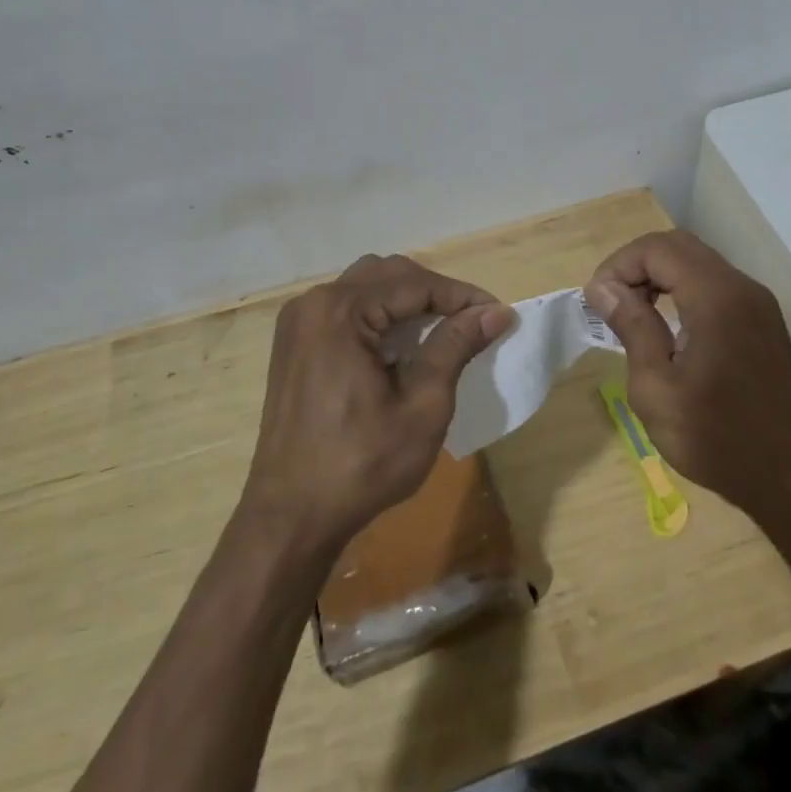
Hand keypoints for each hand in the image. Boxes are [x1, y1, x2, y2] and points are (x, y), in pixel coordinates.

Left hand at [243, 253, 512, 549]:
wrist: (291, 516)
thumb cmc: (361, 465)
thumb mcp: (422, 407)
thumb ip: (455, 347)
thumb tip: (496, 312)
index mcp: (340, 312)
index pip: (414, 283)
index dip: (462, 296)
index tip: (499, 315)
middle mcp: (314, 303)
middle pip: (389, 275)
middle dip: (436, 293)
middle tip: (474, 322)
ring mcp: (299, 322)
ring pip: (367, 287)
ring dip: (408, 300)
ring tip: (443, 330)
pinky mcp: (295, 343)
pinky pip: (347, 308)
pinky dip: (381, 315)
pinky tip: (403, 345)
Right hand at [586, 231, 790, 516]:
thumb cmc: (716, 438)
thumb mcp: (656, 388)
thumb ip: (632, 327)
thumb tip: (602, 287)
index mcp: (716, 298)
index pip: (657, 248)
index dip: (619, 265)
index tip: (597, 302)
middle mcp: (742, 288)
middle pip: (679, 246)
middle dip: (637, 265)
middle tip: (611, 303)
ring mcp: (758, 304)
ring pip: (699, 262)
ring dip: (659, 276)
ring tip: (633, 314)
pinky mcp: (764, 322)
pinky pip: (716, 285)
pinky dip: (683, 290)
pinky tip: (667, 327)